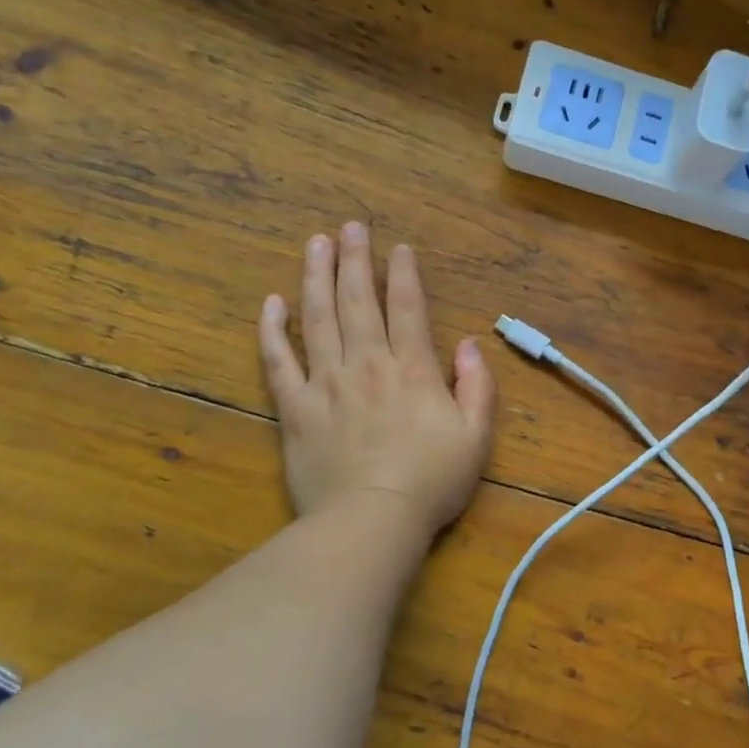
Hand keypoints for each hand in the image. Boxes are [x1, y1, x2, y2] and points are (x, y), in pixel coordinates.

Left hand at [258, 222, 495, 535]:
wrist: (371, 521)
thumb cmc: (431, 482)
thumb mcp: (476, 437)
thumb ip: (477, 387)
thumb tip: (469, 345)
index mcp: (412, 370)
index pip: (408, 309)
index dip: (404, 275)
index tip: (398, 247)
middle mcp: (367, 364)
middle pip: (359, 302)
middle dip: (356, 260)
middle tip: (350, 226)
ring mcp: (326, 384)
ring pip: (318, 319)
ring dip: (317, 278)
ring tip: (315, 244)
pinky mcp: (295, 408)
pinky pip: (278, 362)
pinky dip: (272, 330)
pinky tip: (271, 303)